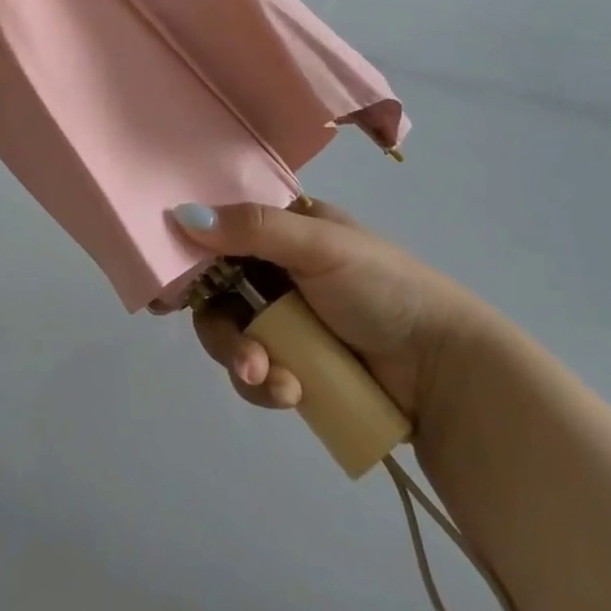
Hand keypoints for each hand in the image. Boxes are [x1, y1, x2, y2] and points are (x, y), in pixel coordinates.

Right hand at [171, 198, 487, 429]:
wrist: (446, 371)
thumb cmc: (383, 288)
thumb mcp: (319, 246)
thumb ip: (252, 229)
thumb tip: (181, 215)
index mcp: (286, 230)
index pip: (221, 231)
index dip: (191, 254)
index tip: (164, 283)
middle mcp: (278, 271)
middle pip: (217, 292)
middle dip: (221, 327)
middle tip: (242, 352)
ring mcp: (287, 322)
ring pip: (233, 337)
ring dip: (244, 361)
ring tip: (272, 381)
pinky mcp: (297, 367)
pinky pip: (258, 374)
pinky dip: (266, 386)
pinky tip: (293, 395)